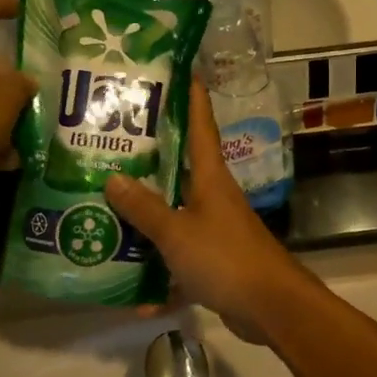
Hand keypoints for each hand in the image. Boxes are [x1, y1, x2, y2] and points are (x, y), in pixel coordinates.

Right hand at [104, 82, 307, 341]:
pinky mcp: (215, 261)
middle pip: (179, 169)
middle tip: (109, 147)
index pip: (200, 124)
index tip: (177, 69)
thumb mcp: (177, 232)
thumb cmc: (225, 258)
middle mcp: (213, 196)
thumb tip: (112, 179)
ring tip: (105, 217)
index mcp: (210, 177)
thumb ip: (144, 208)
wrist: (271, 307)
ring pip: (175, 217)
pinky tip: (136, 296)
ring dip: (146, 223)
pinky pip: (180, 261)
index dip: (190, 96)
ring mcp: (216, 229)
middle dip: (147, 160)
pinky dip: (162, 277)